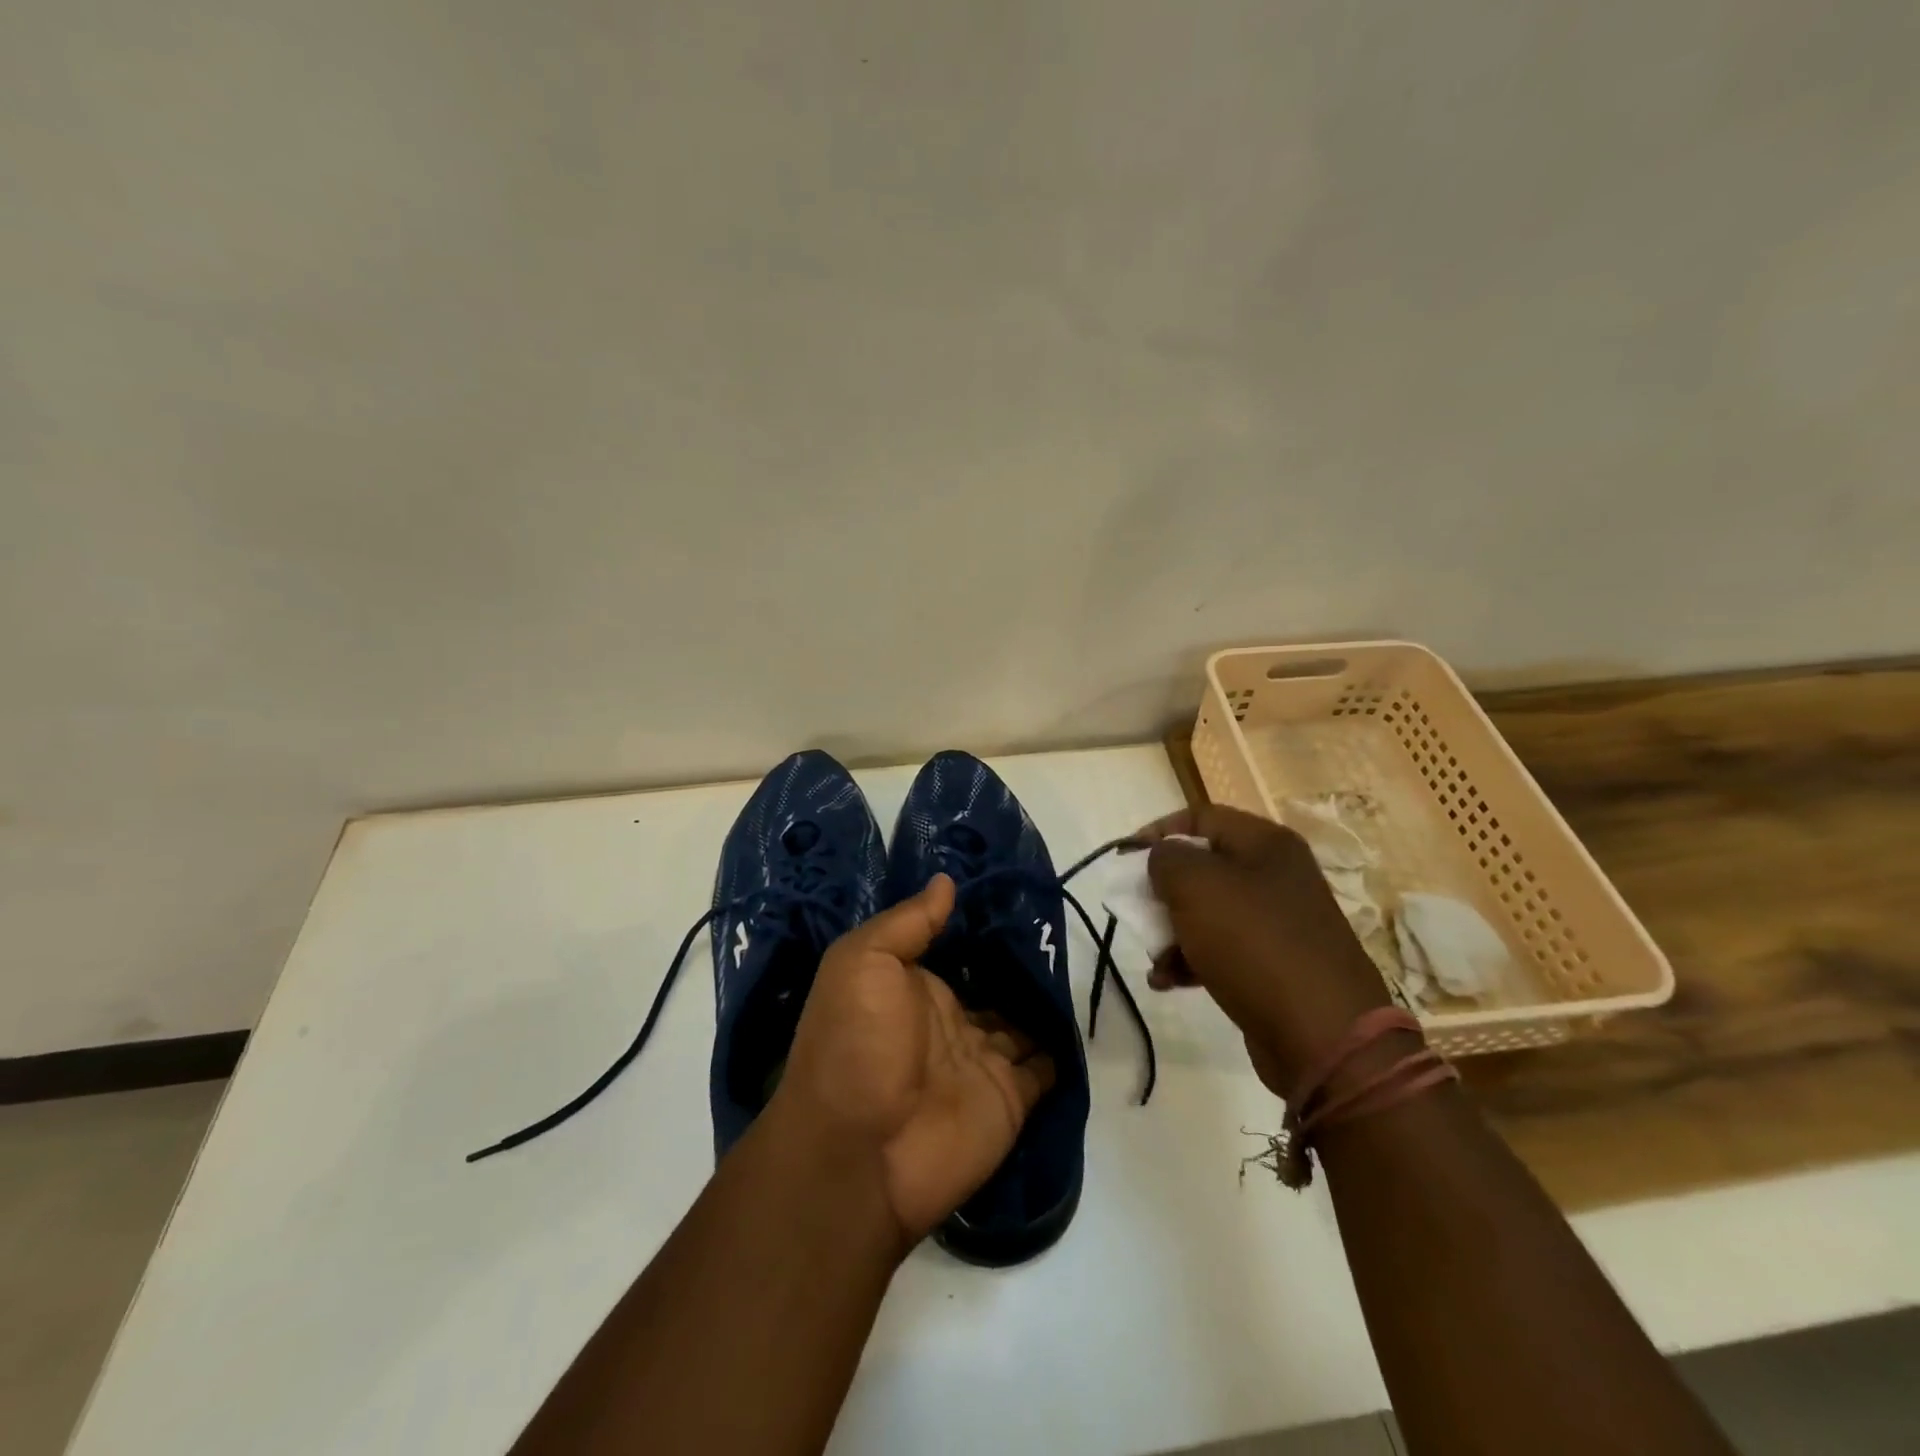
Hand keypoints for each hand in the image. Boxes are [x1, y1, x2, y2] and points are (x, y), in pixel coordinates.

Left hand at [766, 874, 1056, 1245]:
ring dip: (1046, 1000)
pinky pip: (1046, 1067)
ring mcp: (982, 1061)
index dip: (982, 925)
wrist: (859, 1152)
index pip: (955, 950)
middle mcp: (949, 1021)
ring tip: (1082, 959)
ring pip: (1024, 1021)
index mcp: (913, 988)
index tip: (1019, 891)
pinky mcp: (1012, 1098)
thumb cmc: (855, 1042)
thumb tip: (947, 880)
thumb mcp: (863, 961)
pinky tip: (1083, 1015)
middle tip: (1064, 924)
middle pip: (994, 984)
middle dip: (1022, 961)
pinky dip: (1064, 1047)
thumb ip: (908, 922)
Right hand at [1140, 805, 1389, 1095]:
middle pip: (1202, 866)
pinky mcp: (1274, 964)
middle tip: (1136, 910)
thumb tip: (1161, 859)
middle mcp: (1276, 875)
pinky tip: (1168, 981)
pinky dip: (1191, 960)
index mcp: (1265, 844)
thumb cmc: (1252, 942)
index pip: (1200, 817)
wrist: (1322, 1034)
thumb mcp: (1195, 886)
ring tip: (1155, 958)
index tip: (1124, 859)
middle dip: (1161, 889)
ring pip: (1207, 911)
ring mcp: (1278, 922)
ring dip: (1171, 931)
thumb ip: (1165, 858)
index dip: (1157, 831)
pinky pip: (1221, 949)